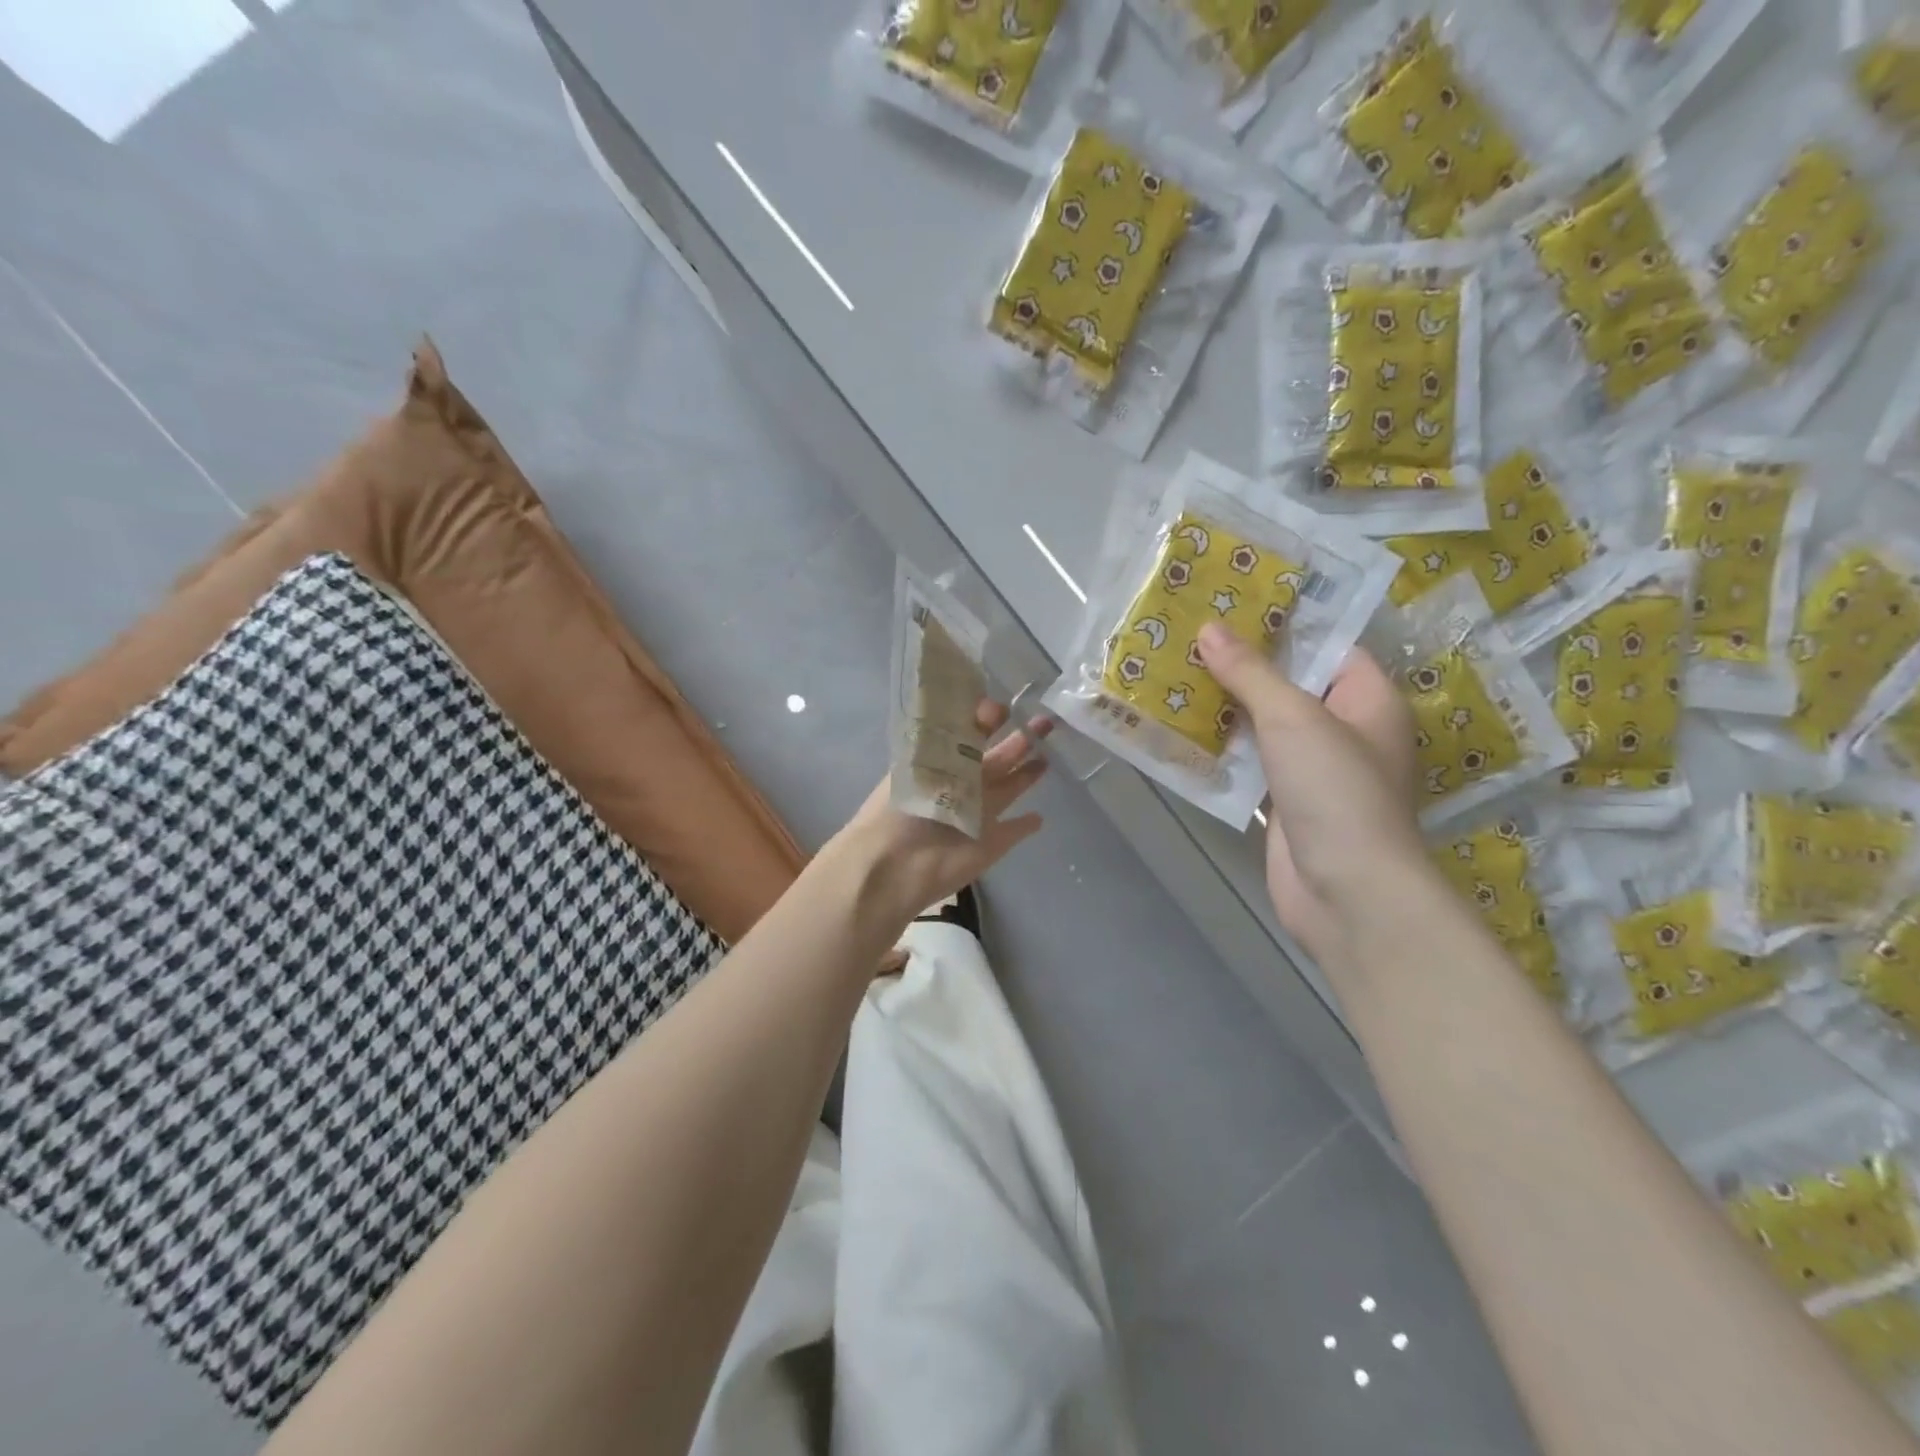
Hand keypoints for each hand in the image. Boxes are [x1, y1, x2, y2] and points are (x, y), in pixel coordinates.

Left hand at [834, 700, 1050, 929]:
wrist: (893, 864)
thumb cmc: (901, 806)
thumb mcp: (924, 757)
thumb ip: (959, 734)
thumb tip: (989, 705)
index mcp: (942, 763)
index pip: (969, 736)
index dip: (987, 721)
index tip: (1002, 708)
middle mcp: (963, 786)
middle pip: (997, 759)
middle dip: (1020, 740)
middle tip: (1044, 722)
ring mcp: (979, 815)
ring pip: (1009, 789)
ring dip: (1026, 775)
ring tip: (1046, 757)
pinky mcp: (991, 844)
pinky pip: (1013, 832)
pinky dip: (1025, 826)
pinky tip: (1038, 818)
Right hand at [1197, 622, 1424, 966]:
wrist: (1344, 891)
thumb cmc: (1336, 790)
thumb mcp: (1293, 718)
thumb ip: (1251, 672)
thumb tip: (1209, 628)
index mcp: (1368, 699)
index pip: (1328, 645)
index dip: (1284, 623)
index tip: (1233, 602)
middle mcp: (1346, 729)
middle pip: (1291, 684)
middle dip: (1244, 663)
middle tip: (1191, 633)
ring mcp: (1314, 769)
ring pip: (1265, 724)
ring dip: (1227, 705)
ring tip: (1176, 671)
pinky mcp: (1285, 801)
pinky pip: (1251, 761)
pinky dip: (1223, 746)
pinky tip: (1181, 727)